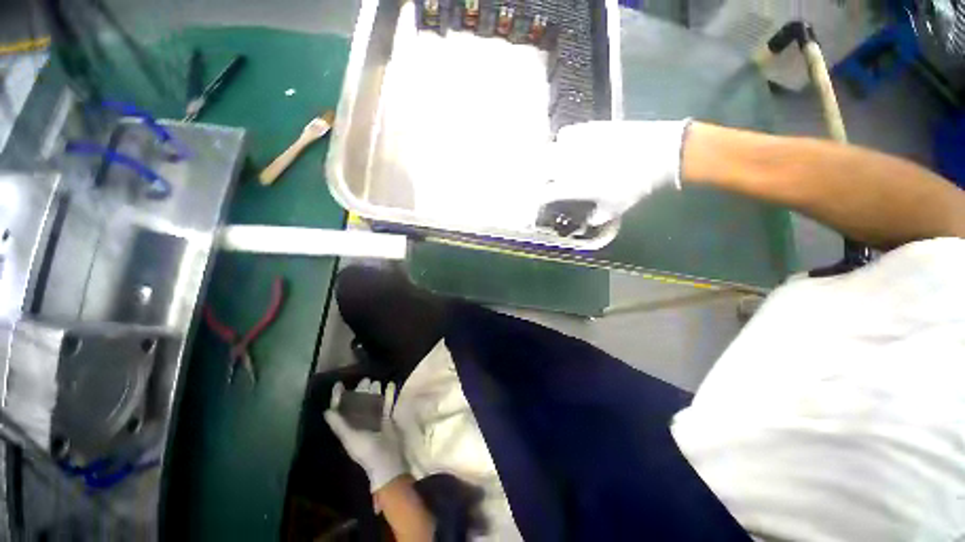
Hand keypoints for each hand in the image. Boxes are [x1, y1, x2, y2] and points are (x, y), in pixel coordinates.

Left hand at [324, 378, 406, 492]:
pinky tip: (390, 387)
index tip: (339, 384)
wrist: (388, 460)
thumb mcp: (350, 438)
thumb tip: (326, 411)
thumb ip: (339, 424)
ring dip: (374, 392)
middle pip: (359, 403)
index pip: (341, 409)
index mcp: (349, 426)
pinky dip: (387, 396)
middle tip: (365, 379)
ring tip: (376, 382)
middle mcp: (361, 422)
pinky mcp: (387, 419)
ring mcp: (375, 420)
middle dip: (360, 391)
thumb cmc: (366, 449)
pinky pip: (386, 404)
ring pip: (373, 402)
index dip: (339, 397)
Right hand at [540, 120, 692, 226]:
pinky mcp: (588, 128)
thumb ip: (597, 217)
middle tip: (544, 180)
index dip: (540, 198)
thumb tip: (589, 221)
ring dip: (550, 157)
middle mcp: (568, 165)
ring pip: (550, 148)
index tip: (541, 200)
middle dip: (538, 175)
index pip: (545, 193)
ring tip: (556, 161)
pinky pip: (566, 133)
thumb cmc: (635, 185)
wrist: (659, 153)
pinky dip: (564, 141)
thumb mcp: (615, 208)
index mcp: (573, 186)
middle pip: (540, 168)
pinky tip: (572, 144)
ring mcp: (577, 144)